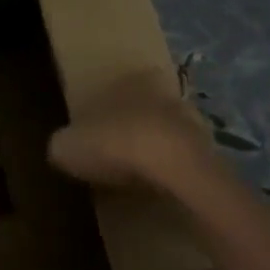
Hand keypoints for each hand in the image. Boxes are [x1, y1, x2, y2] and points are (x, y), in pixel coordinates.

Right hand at [49, 68, 214, 196]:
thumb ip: (63, 143)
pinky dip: (169, 173)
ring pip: (165, 134)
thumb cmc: (116, 143)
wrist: (175, 168)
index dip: (102, 110)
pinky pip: (181, 161)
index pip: (115, 86)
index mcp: (130, 79)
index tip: (92, 133)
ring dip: (152, 152)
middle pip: (142, 109)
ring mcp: (191, 121)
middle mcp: (164, 92)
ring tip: (133, 177)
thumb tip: (61, 148)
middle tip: (111, 155)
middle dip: (129, 128)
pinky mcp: (208, 152)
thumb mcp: (68, 145)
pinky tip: (155, 190)